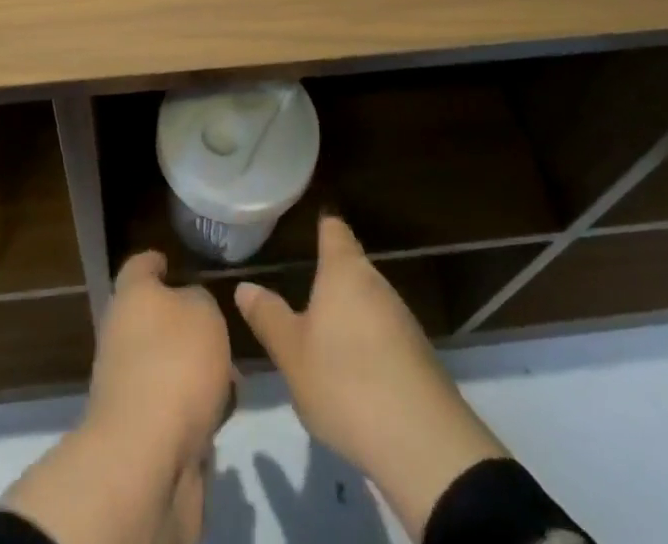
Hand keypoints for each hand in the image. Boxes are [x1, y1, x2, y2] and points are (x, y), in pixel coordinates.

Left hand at [86, 250, 234, 470]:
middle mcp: (122, 336)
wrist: (145, 459)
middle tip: (220, 329)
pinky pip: (175, 408)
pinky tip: (223, 415)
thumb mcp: (203, 311)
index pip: (139, 266)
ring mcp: (128, 386)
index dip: (155, 261)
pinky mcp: (141, 432)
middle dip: (187, 326)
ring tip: (233, 379)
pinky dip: (197, 410)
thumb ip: (200, 301)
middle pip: (154, 320)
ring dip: (197, 372)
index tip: (169, 261)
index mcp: (131, 297)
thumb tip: (190, 309)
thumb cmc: (175, 363)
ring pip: (168, 366)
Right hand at [236, 216, 506, 541]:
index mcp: (344, 271)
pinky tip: (352, 372)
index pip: (333, 229)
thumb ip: (268, 316)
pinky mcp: (419, 357)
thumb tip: (244, 286)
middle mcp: (377, 284)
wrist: (423, 444)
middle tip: (300, 290)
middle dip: (330, 278)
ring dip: (348, 314)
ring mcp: (403, 320)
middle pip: (352, 267)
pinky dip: (367, 344)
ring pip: (368, 303)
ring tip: (321, 335)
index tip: (307, 223)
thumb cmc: (345, 381)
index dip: (321, 224)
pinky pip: (384, 336)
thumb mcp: (292, 353)